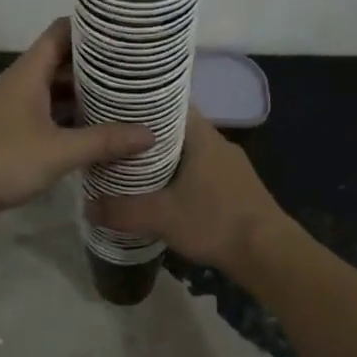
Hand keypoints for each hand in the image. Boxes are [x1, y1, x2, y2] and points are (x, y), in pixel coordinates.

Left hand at [0, 19, 153, 226]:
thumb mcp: (57, 151)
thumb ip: (103, 141)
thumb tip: (150, 133)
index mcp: (30, 71)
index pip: (63, 31)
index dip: (92, 27)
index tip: (126, 31)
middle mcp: (22, 82)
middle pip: (62, 61)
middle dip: (97, 65)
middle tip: (138, 69)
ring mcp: (14, 107)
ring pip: (55, 90)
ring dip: (84, 94)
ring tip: (126, 98)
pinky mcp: (9, 131)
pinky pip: (47, 114)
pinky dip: (70, 118)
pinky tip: (94, 131)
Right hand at [90, 108, 288, 277]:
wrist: (269, 253)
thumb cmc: (214, 220)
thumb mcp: (161, 216)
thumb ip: (122, 210)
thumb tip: (87, 206)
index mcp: (201, 135)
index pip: (168, 103)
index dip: (142, 104)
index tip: (116, 109)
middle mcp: (217, 141)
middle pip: (176, 128)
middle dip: (148, 135)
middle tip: (117, 141)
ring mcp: (231, 165)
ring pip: (190, 151)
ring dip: (166, 158)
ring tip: (134, 167)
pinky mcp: (238, 187)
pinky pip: (203, 171)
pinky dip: (183, 176)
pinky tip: (167, 193)